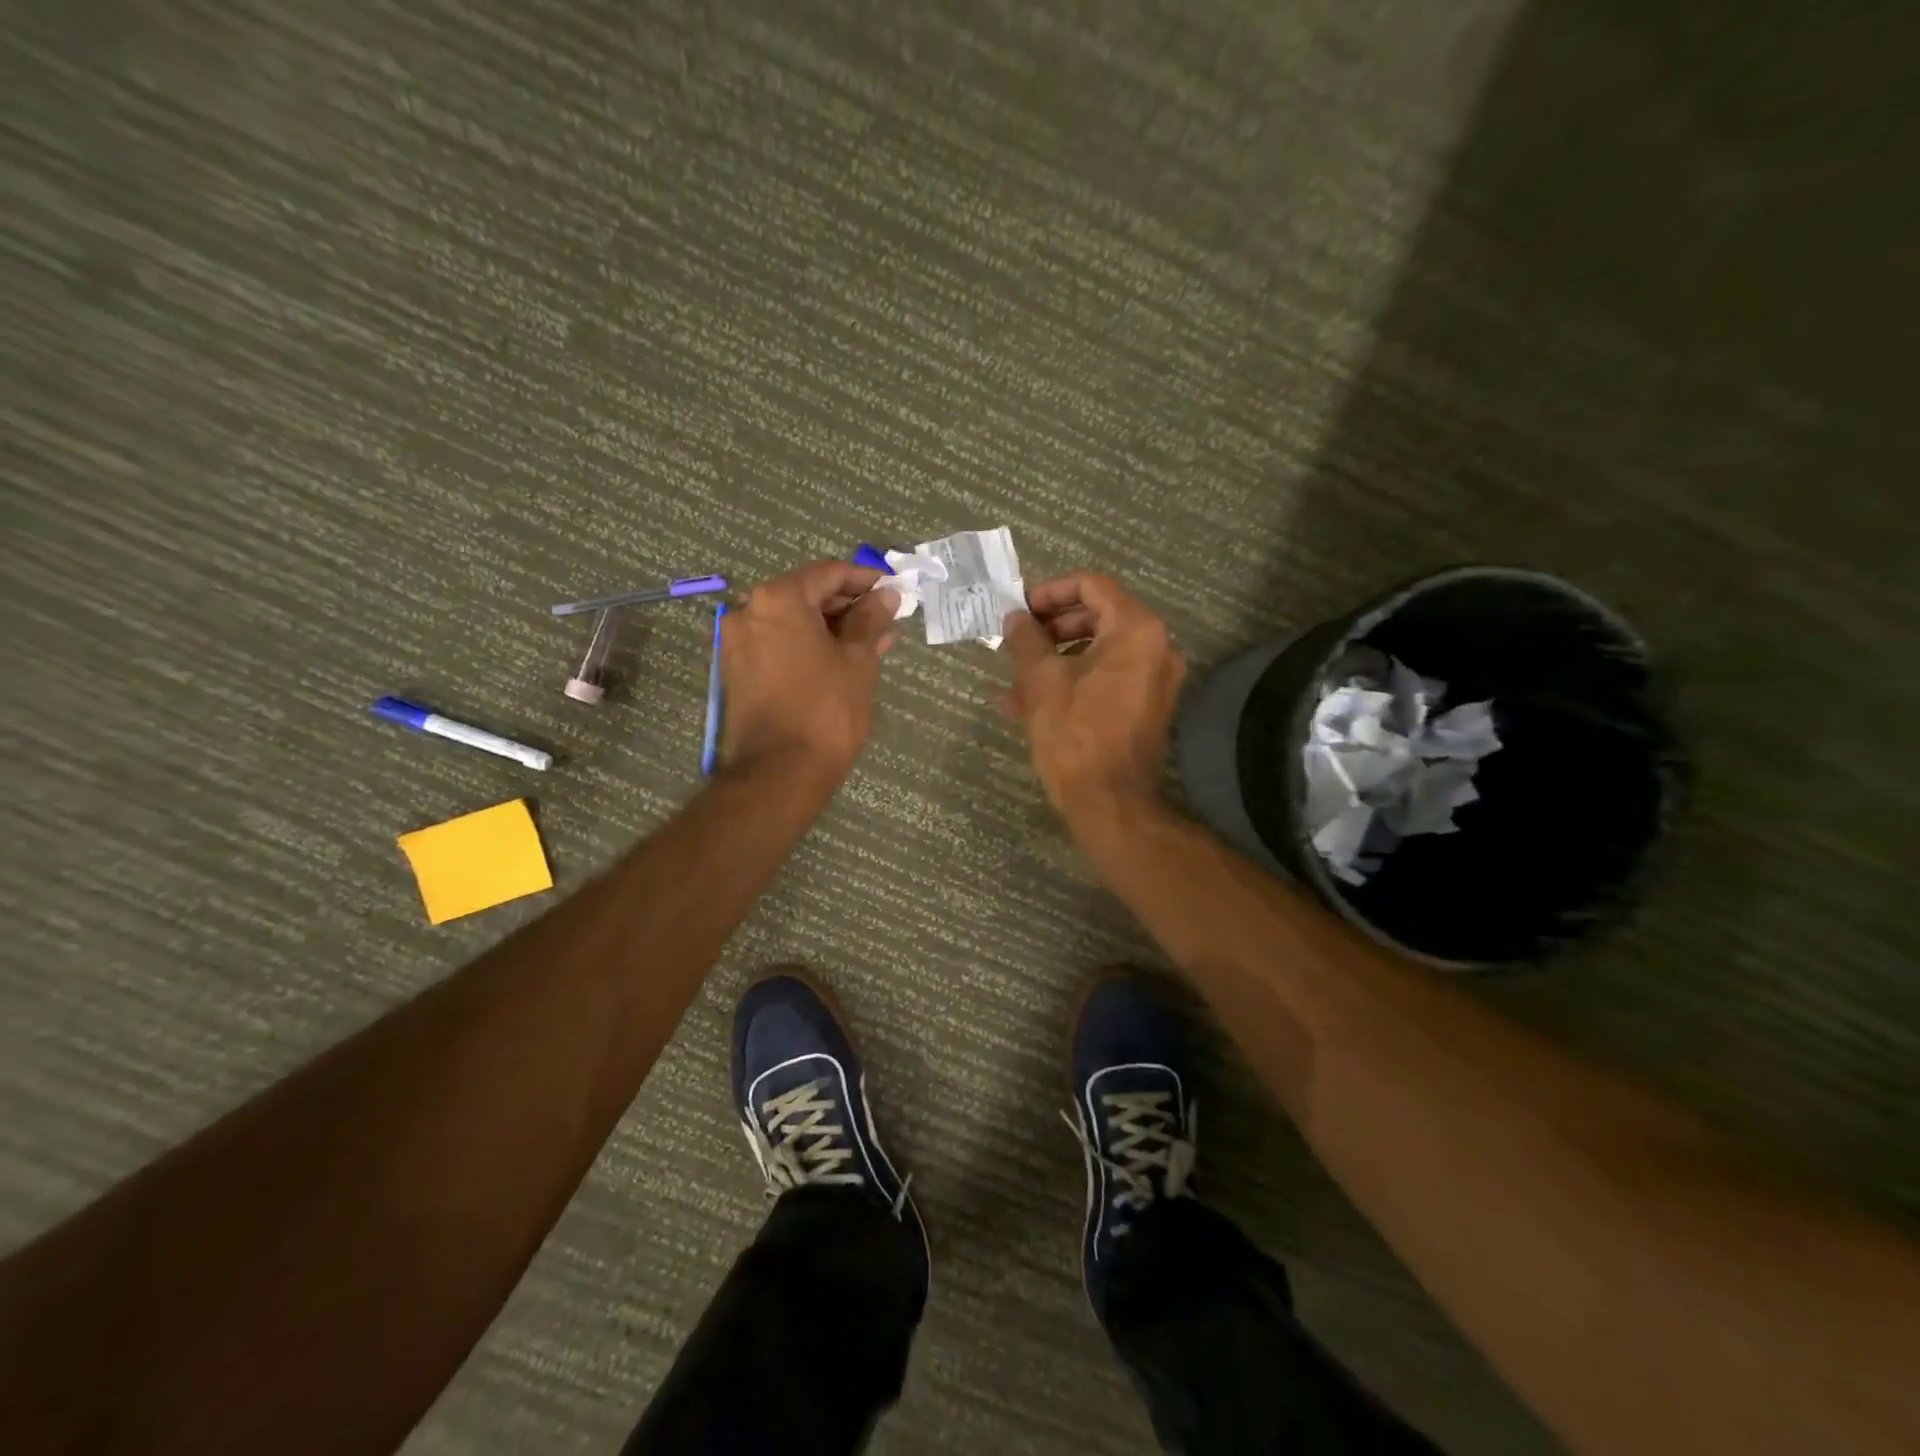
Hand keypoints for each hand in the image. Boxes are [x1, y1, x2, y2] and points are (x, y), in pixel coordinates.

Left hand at [720, 560, 898, 782]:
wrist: (781, 772)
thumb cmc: (826, 708)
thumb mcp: (858, 659)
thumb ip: (871, 619)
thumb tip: (886, 595)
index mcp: (778, 599)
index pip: (827, 573)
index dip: (864, 579)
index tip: (892, 589)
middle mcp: (749, 612)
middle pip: (806, 595)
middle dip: (848, 606)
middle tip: (885, 621)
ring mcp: (739, 644)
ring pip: (793, 623)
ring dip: (831, 629)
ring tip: (871, 644)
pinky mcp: (739, 673)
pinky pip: (780, 646)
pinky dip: (809, 647)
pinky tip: (841, 661)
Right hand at [1003, 574, 1184, 819]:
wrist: (1110, 802)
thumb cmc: (1075, 734)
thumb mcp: (1041, 681)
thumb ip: (1026, 639)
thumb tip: (1015, 617)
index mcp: (1136, 630)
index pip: (1091, 585)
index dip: (1050, 592)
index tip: (1020, 610)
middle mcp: (1156, 647)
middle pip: (1096, 616)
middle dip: (1050, 629)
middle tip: (1017, 643)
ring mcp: (1154, 679)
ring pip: (1097, 652)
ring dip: (1054, 660)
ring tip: (1015, 684)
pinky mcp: (1146, 706)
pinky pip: (1106, 679)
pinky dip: (1072, 682)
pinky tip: (1031, 705)